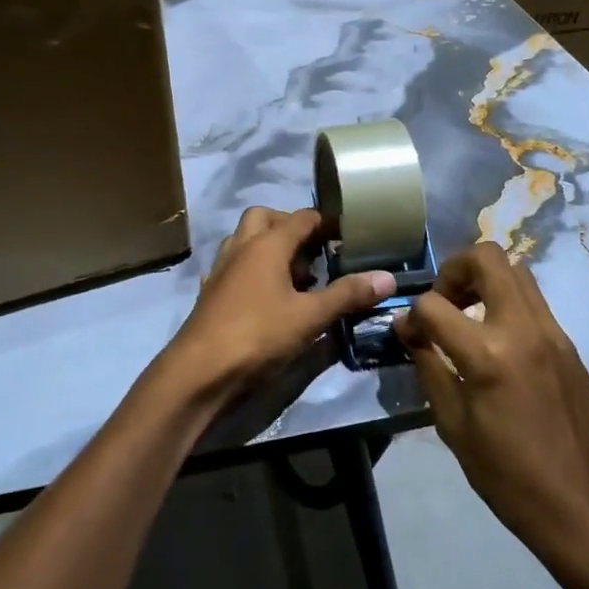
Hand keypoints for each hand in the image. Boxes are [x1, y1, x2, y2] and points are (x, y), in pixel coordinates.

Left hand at [157, 207, 395, 405]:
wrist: (199, 371)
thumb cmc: (258, 335)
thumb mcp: (310, 316)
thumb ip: (348, 295)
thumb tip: (388, 277)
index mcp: (267, 244)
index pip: (301, 218)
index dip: (326, 223)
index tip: (349, 234)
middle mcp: (241, 247)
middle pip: (265, 218)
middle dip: (290, 227)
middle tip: (315, 252)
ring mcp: (221, 269)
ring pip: (245, 240)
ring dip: (269, 248)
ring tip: (295, 277)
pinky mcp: (211, 293)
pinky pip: (235, 267)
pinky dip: (253, 271)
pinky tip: (268, 298)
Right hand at [396, 243, 588, 588]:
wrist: (577, 506)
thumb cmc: (504, 474)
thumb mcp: (452, 423)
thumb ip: (428, 365)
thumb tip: (410, 331)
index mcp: (489, 355)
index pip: (434, 305)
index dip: (411, 316)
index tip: (408, 335)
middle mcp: (524, 330)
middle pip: (487, 257)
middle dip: (453, 270)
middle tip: (443, 303)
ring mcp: (553, 333)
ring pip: (517, 270)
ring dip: (484, 280)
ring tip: (467, 316)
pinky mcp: (568, 345)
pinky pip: (533, 300)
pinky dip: (507, 302)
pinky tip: (495, 341)